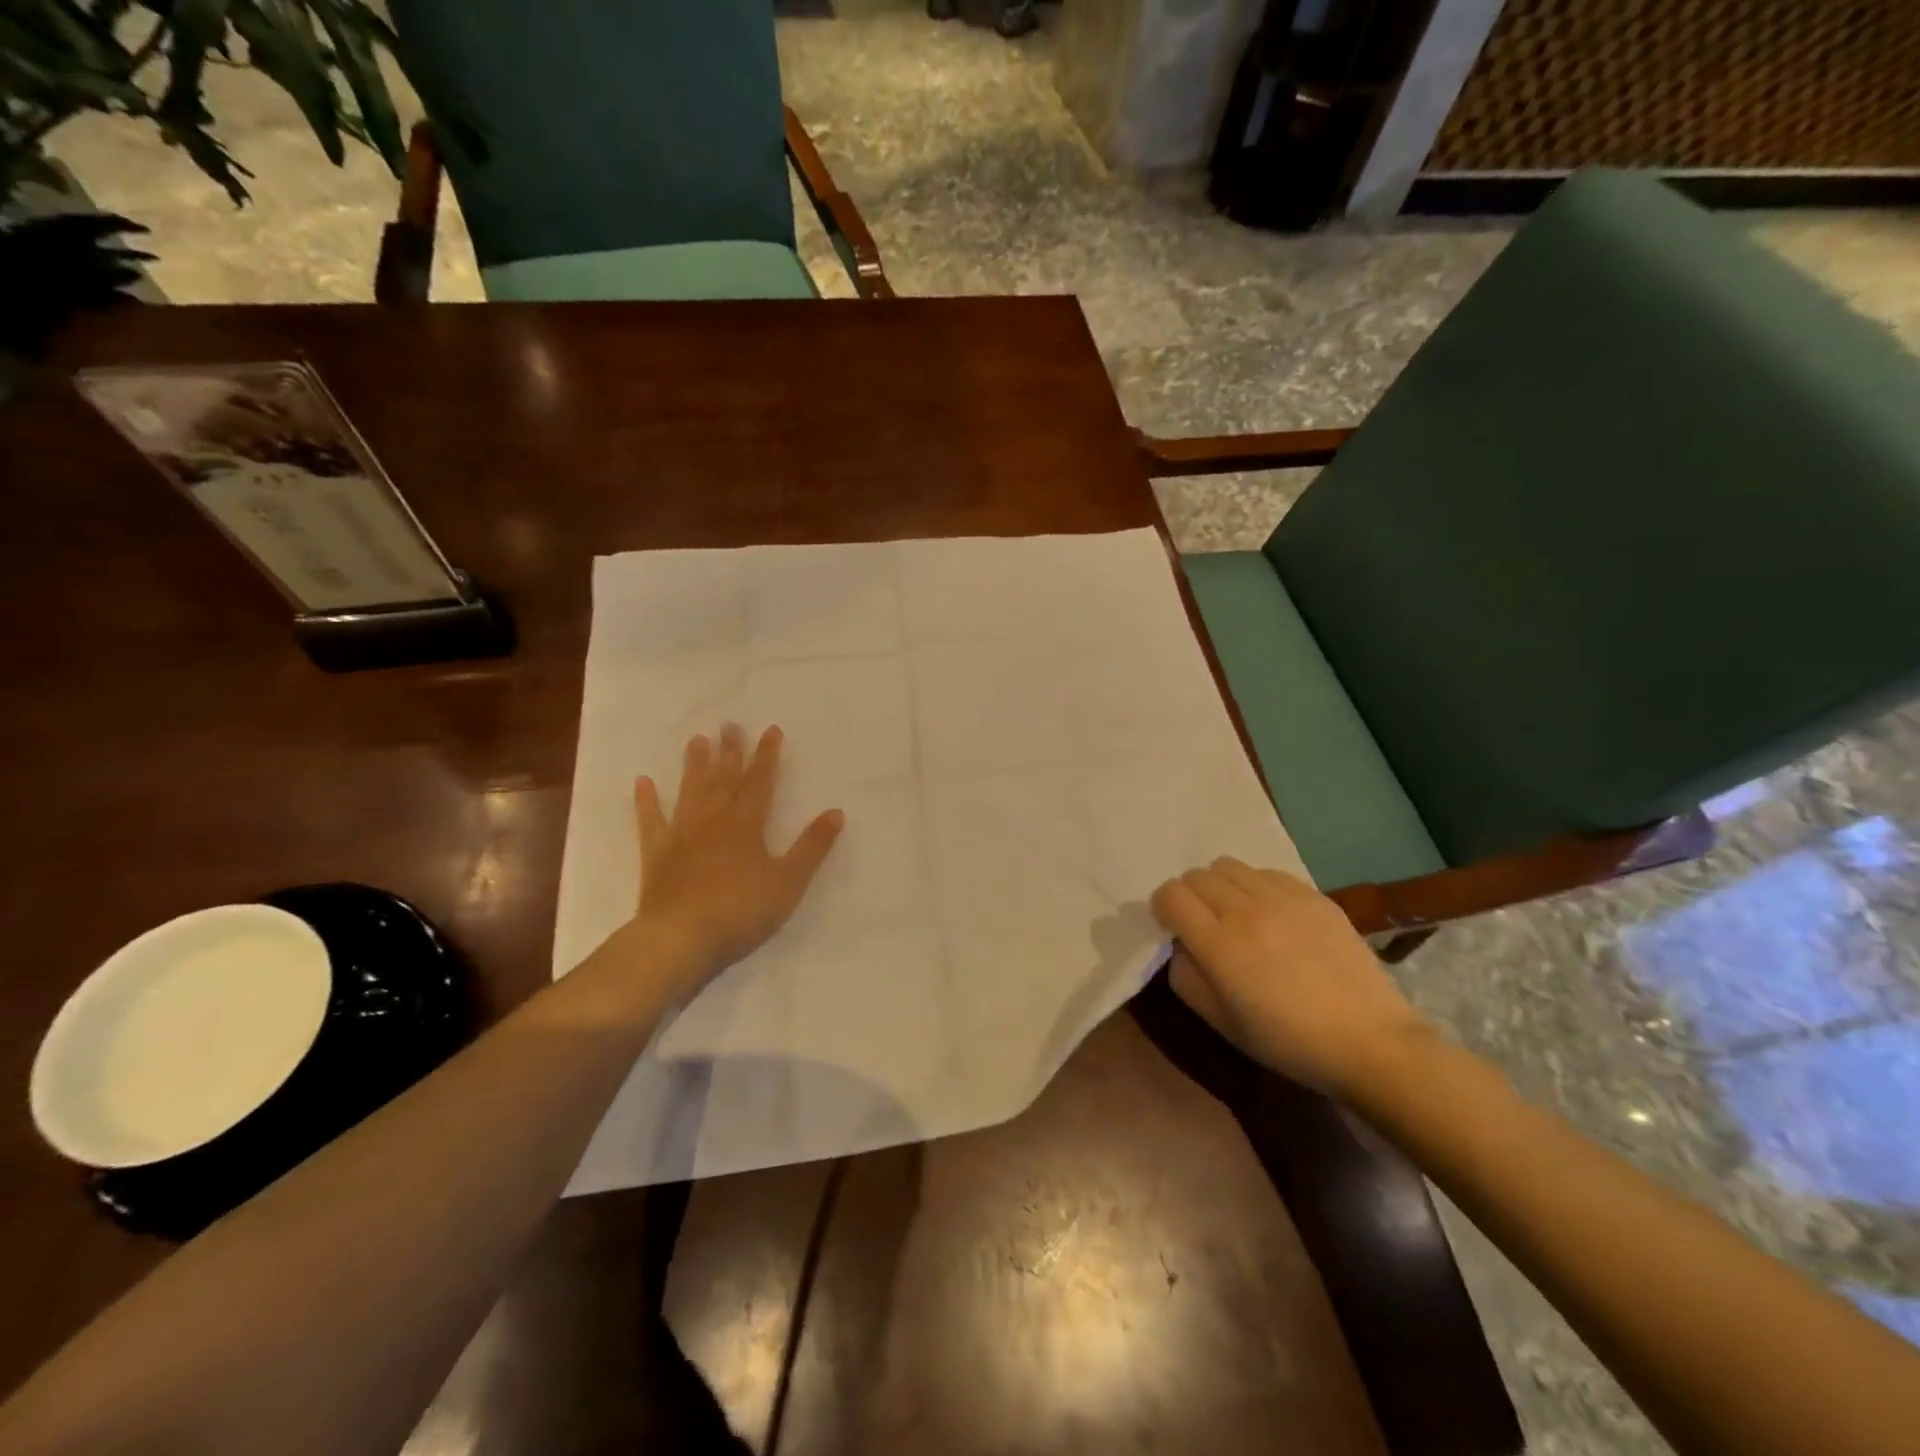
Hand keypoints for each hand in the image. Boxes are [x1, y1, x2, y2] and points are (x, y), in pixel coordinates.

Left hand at [627, 724, 843, 1001]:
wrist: (681, 939)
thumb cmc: (741, 911)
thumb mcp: (788, 882)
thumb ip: (812, 847)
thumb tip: (836, 812)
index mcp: (747, 825)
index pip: (760, 782)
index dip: (767, 756)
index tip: (770, 729)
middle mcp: (714, 820)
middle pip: (724, 779)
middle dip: (730, 751)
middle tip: (730, 725)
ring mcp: (682, 835)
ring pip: (690, 791)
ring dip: (694, 765)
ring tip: (697, 740)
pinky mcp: (657, 854)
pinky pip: (651, 821)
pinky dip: (646, 801)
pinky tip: (642, 782)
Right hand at [1151, 857, 1431, 1095]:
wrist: (1369, 1041)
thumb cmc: (1287, 1042)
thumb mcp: (1219, 1022)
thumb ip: (1185, 976)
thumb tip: (1180, 944)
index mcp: (1219, 945)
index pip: (1171, 895)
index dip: (1163, 907)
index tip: (1172, 927)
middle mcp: (1246, 910)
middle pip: (1196, 876)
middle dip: (1189, 896)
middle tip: (1204, 923)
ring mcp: (1283, 898)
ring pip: (1228, 866)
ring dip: (1220, 885)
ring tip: (1236, 913)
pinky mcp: (1313, 895)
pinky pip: (1266, 872)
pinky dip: (1256, 886)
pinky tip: (1271, 914)